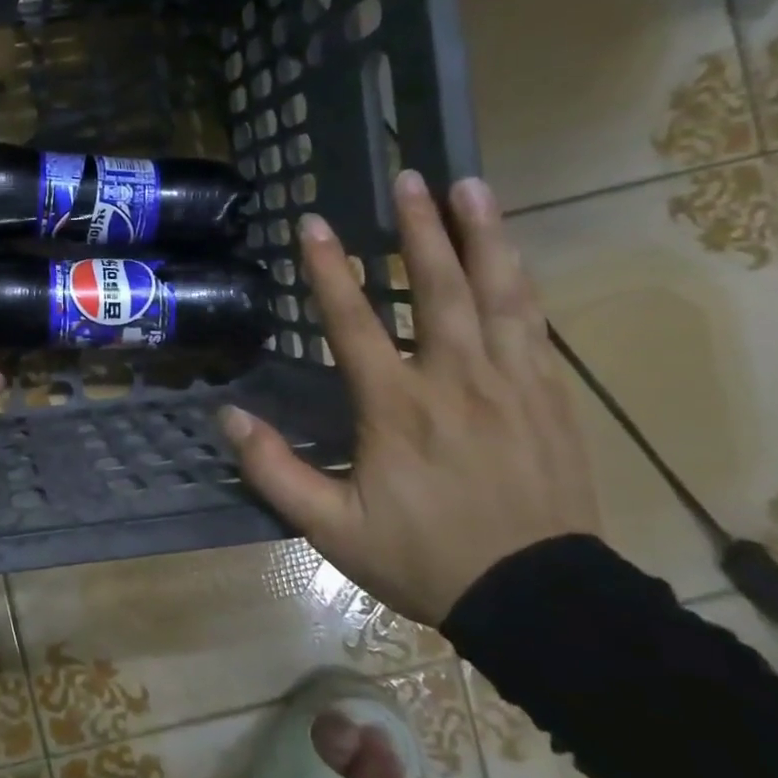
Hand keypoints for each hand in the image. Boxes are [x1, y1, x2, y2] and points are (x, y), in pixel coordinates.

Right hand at [219, 171, 601, 627]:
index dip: (329, 270)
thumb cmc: (426, 558)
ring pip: (498, 293)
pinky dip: (519, 279)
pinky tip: (511, 253)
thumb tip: (228, 417)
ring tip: (471, 186)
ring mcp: (512, 383)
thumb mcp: (332, 529)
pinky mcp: (549, 395)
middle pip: (438, 288)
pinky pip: (534, 322)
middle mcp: (455, 380)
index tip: (313, 223)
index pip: (355, 323)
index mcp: (398, 408)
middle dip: (421, 227)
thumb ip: (275, 471)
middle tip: (410, 177)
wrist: (540, 600)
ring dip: (483, 235)